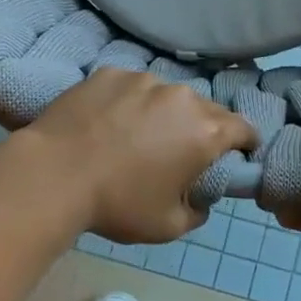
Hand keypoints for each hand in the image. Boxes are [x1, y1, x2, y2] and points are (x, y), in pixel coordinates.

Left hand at [18, 69, 257, 242]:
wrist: (53, 175)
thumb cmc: (117, 205)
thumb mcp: (168, 226)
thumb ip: (197, 211)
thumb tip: (200, 198)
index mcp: (205, 132)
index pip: (244, 128)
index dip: (246, 143)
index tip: (238, 154)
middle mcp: (181, 97)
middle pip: (207, 108)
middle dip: (203, 127)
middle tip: (183, 150)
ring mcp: (143, 80)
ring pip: (167, 95)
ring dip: (164, 112)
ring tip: (139, 134)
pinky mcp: (110, 73)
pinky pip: (131, 87)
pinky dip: (129, 102)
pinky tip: (108, 122)